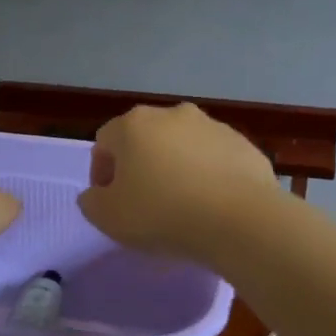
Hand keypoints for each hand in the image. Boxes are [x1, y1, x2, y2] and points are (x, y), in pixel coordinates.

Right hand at [76, 103, 277, 258]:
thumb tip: (96, 194)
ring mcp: (212, 126)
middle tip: (143, 203)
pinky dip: (207, 176)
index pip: (104, 143)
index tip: (109, 202)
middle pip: (145, 139)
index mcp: (134, 125)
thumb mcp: (108, 218)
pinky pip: (214, 160)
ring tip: (181, 206)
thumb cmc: (162, 214)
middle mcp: (172, 115)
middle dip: (140, 167)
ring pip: (182, 147)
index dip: (101, 174)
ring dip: (175, 169)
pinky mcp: (244, 145)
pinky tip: (211, 205)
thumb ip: (91, 202)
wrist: (240, 220)